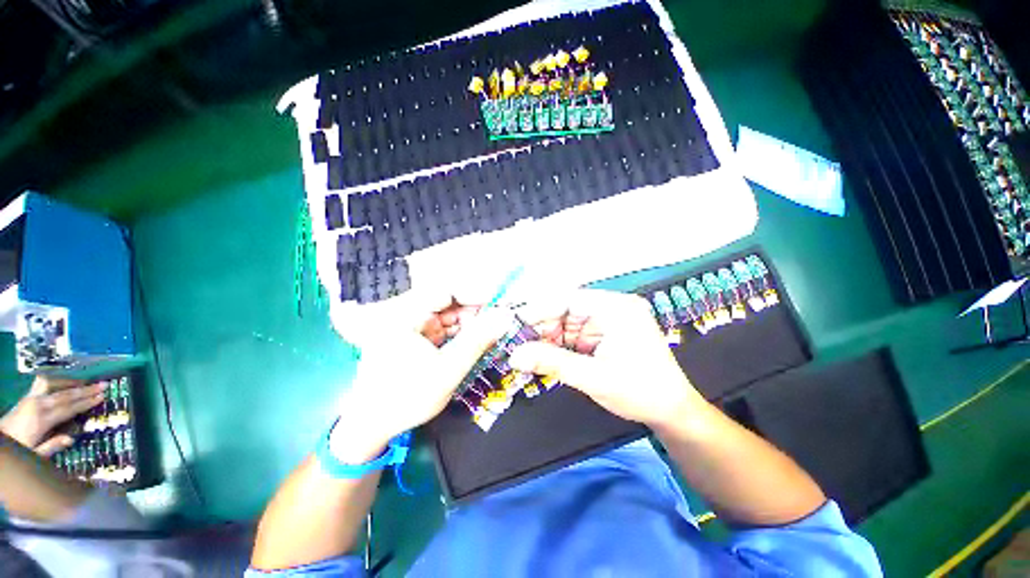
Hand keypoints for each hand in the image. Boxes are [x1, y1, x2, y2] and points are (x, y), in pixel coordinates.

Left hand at [0, 377, 105, 455]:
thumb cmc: (18, 451)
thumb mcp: (34, 455)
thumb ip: (51, 447)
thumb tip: (70, 438)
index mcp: (41, 419)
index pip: (68, 408)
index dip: (85, 403)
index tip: (102, 397)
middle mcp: (37, 405)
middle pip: (64, 395)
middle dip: (84, 390)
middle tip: (102, 385)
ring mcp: (30, 400)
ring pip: (53, 385)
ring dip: (69, 383)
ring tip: (84, 381)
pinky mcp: (26, 399)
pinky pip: (43, 385)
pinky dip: (55, 381)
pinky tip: (61, 382)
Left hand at [329, 288, 512, 462]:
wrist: (373, 425)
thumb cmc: (407, 398)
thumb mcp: (448, 369)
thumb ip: (478, 340)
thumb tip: (506, 316)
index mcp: (406, 314)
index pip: (448, 291)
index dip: (477, 295)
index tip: (502, 304)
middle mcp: (407, 313)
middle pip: (450, 302)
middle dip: (476, 312)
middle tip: (500, 324)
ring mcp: (411, 325)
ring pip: (449, 315)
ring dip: (471, 323)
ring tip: (491, 334)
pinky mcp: (416, 336)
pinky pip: (444, 327)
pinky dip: (461, 333)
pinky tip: (475, 342)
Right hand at [509, 289, 705, 428]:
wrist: (672, 412)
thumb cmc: (641, 392)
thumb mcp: (594, 377)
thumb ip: (552, 363)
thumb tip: (514, 356)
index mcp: (615, 308)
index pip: (568, 299)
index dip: (538, 309)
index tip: (513, 324)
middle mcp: (610, 308)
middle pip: (564, 310)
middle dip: (540, 328)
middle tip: (515, 345)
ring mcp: (606, 321)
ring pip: (565, 324)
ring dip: (546, 339)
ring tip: (525, 355)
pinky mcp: (602, 335)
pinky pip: (572, 335)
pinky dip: (557, 346)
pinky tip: (543, 357)